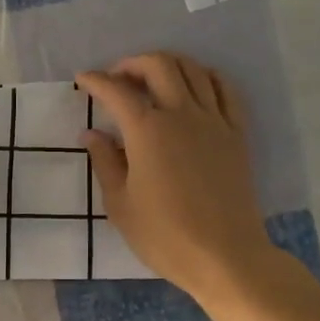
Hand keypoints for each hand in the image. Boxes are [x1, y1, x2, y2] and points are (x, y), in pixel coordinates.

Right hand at [77, 53, 274, 300]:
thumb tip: (91, 134)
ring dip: (168, 64)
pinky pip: (225, 90)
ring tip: (153, 80)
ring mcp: (214, 121)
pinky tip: (195, 86)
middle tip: (117, 79)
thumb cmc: (165, 236)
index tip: (82, 80)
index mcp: (147, 131)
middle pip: (159, 65)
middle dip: (132, 63)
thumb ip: (105, 162)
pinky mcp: (237, 133)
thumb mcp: (120, 204)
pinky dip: (206, 77)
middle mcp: (181, 114)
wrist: (226, 257)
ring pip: (193, 70)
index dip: (95, 80)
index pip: (116, 91)